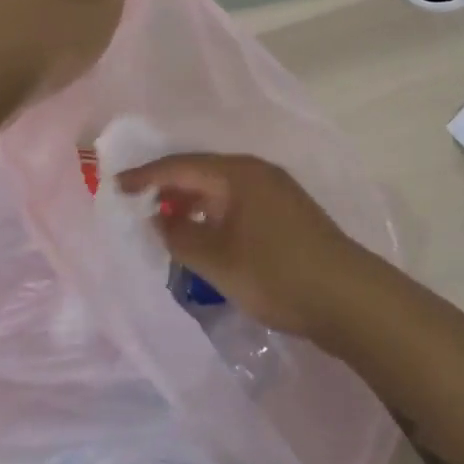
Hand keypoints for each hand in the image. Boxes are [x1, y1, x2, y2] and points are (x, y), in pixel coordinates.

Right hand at [116, 153, 380, 341]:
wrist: (348, 298)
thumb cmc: (276, 273)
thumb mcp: (217, 260)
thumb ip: (181, 237)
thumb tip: (160, 220)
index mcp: (239, 173)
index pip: (182, 165)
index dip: (146, 176)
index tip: (115, 186)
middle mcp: (258, 173)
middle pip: (203, 172)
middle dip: (169, 188)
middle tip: (137, 205)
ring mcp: (277, 192)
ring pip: (222, 190)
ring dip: (193, 203)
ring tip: (166, 223)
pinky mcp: (288, 214)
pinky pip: (238, 204)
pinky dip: (215, 215)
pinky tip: (205, 236)